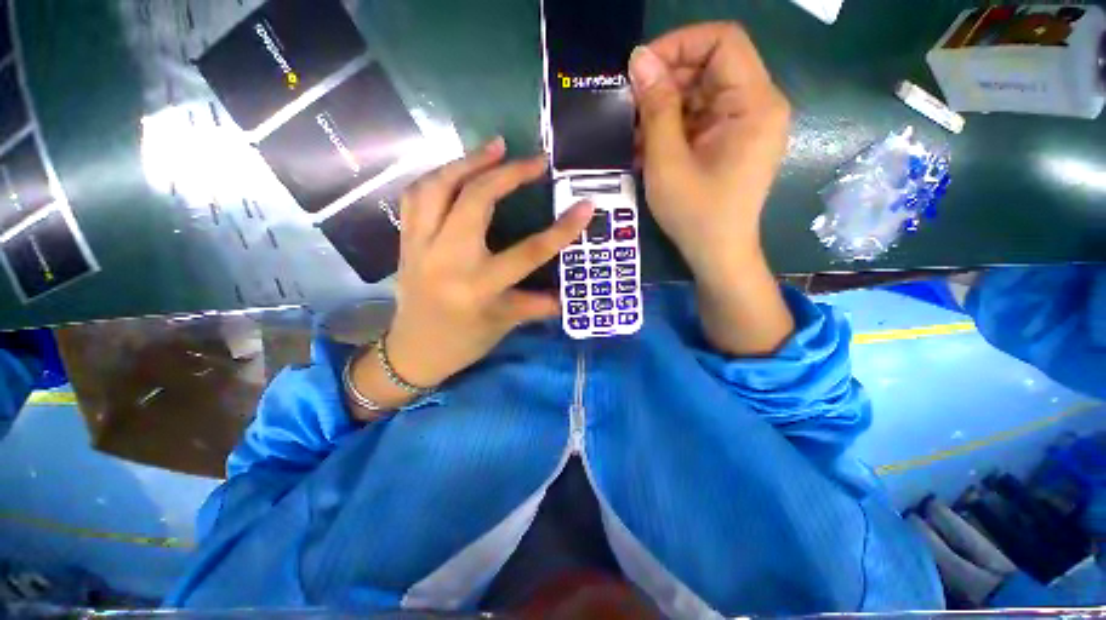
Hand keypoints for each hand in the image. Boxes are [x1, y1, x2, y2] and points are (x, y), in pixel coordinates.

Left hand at [353, 138, 591, 409]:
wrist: (413, 352)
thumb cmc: (464, 341)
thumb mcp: (505, 324)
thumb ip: (539, 304)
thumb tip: (570, 293)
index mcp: (478, 287)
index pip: (527, 253)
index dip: (560, 230)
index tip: (585, 206)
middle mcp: (447, 260)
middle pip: (474, 201)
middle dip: (507, 174)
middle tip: (533, 160)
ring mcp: (420, 246)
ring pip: (437, 187)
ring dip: (467, 162)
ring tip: (494, 148)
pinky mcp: (405, 240)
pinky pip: (416, 195)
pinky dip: (438, 175)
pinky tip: (457, 170)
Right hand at [629, 22, 789, 276]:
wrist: (717, 254)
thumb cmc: (695, 214)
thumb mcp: (667, 162)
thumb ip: (656, 108)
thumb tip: (639, 59)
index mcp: (754, 104)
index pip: (723, 41)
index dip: (679, 44)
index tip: (641, 70)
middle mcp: (757, 106)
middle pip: (711, 67)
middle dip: (666, 82)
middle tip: (630, 108)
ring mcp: (745, 125)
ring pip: (701, 94)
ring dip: (664, 109)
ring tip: (635, 136)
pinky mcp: (732, 142)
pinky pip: (701, 119)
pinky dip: (672, 128)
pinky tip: (649, 148)